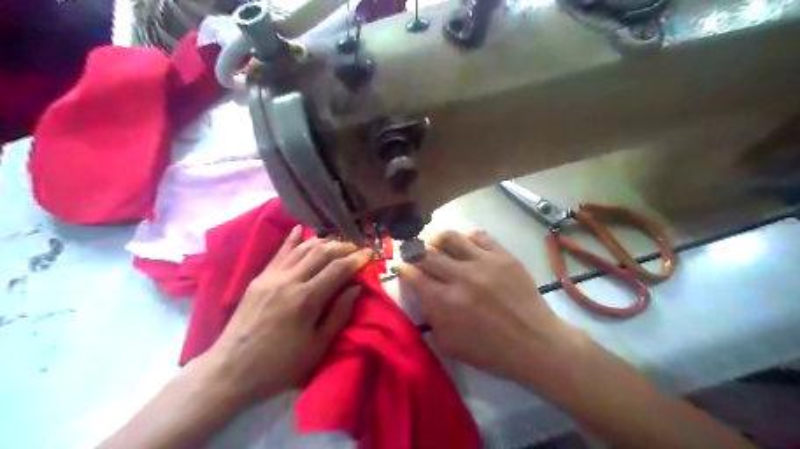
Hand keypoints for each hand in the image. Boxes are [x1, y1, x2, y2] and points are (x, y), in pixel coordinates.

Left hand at [201, 224, 373, 403]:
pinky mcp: (259, 278)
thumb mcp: (317, 346)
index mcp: (306, 299)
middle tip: (356, 248)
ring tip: (337, 243)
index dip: (356, 259)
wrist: (231, 369)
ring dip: (323, 241)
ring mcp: (272, 276)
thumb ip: (339, 314)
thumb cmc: (280, 364)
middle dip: (343, 247)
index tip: (370, 253)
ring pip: (302, 248)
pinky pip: (279, 252)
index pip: (338, 269)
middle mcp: (289, 280)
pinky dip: (292, 239)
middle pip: (321, 253)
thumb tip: (356, 288)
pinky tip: (300, 229)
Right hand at [400, 232, 574, 381]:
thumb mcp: (449, 344)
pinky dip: (466, 237)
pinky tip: (464, 243)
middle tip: (414, 253)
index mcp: (444, 301)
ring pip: (451, 237)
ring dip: (437, 238)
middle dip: (414, 252)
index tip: (402, 267)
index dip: (404, 269)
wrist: (534, 343)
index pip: (414, 275)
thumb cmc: (490, 351)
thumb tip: (423, 296)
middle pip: (427, 253)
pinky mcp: (503, 256)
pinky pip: (479, 236)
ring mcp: (483, 262)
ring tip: (436, 243)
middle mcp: (460, 276)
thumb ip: (431, 318)